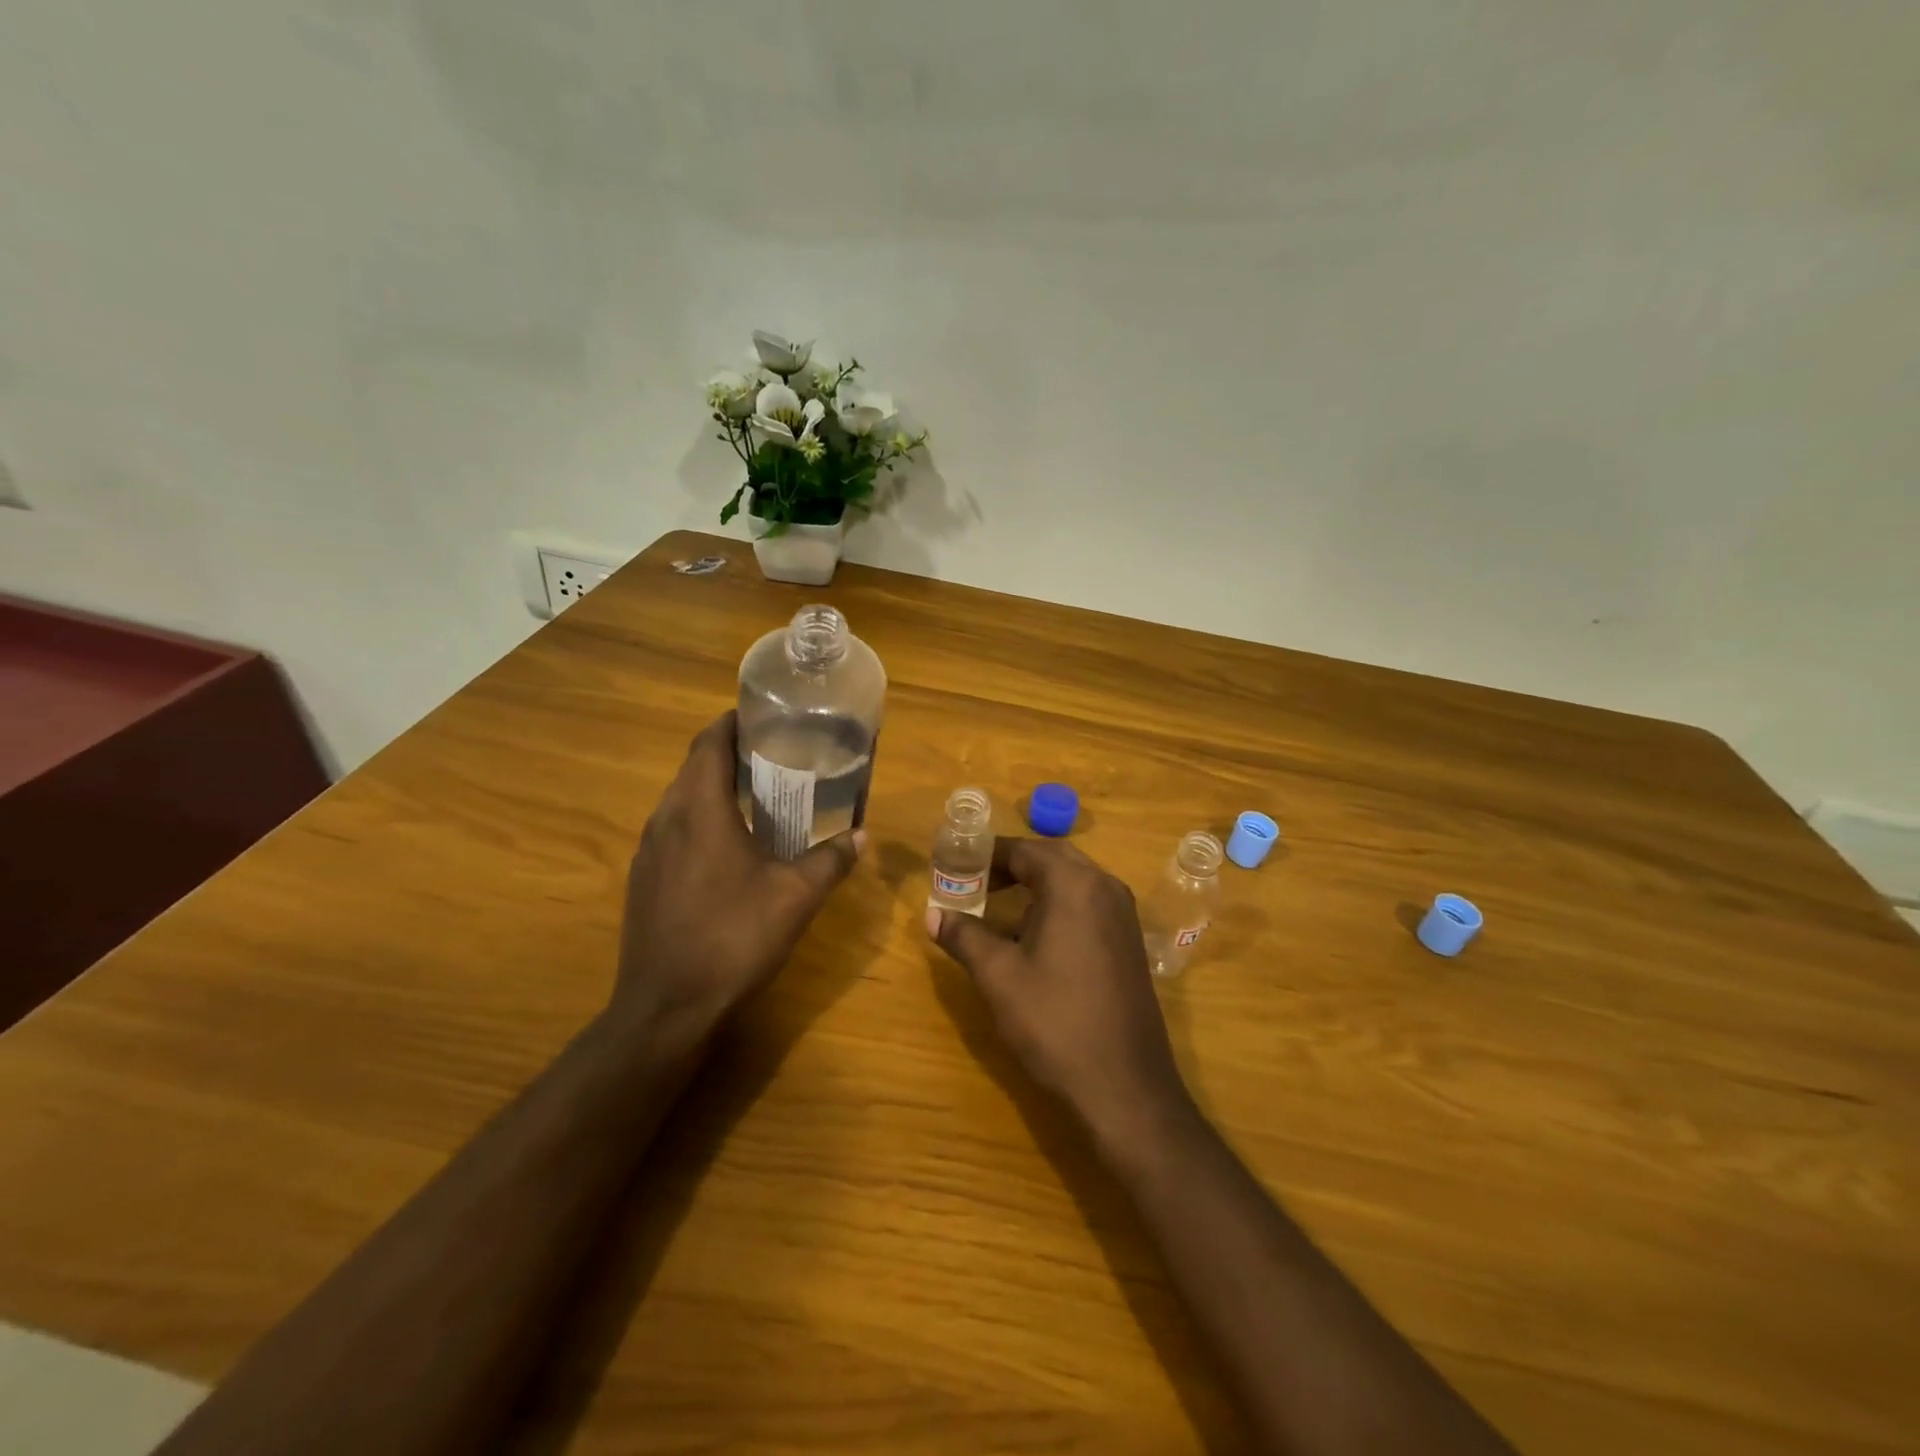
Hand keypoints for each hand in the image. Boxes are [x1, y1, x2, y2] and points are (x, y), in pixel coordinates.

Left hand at [615, 711, 862, 1039]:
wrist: (667, 1007)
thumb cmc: (733, 938)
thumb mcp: (795, 897)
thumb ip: (831, 860)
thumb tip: (862, 835)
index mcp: (700, 810)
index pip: (710, 743)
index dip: (733, 723)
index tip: (764, 716)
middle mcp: (666, 819)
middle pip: (694, 767)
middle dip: (729, 753)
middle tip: (775, 755)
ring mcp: (648, 851)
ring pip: (680, 799)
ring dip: (713, 787)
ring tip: (756, 795)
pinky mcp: (642, 879)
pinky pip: (672, 829)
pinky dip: (699, 818)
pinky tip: (728, 846)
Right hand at [927, 837, 1193, 1149]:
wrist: (1125, 1086)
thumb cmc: (1055, 1022)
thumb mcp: (999, 976)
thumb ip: (964, 936)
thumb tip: (932, 914)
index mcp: (1074, 885)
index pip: (1024, 849)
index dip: (986, 855)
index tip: (956, 866)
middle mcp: (1105, 887)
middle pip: (1051, 858)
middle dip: (1011, 865)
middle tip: (975, 882)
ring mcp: (1123, 915)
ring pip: (1073, 880)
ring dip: (1035, 884)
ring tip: (997, 907)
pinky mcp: (1129, 941)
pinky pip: (1089, 903)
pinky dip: (1058, 904)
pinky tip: (1035, 937)